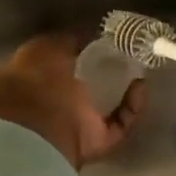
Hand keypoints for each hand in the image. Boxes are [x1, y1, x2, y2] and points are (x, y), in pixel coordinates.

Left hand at [0, 34, 145, 169]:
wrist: (36, 124)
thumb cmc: (35, 79)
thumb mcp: (47, 47)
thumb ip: (67, 40)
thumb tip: (89, 34)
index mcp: (39, 79)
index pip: (65, 64)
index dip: (85, 52)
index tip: (105, 40)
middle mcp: (58, 104)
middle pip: (87, 88)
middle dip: (107, 73)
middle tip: (128, 55)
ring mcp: (77, 125)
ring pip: (107, 108)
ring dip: (124, 91)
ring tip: (139, 69)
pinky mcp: (97, 141)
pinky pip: (120, 124)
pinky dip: (132, 107)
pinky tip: (140, 86)